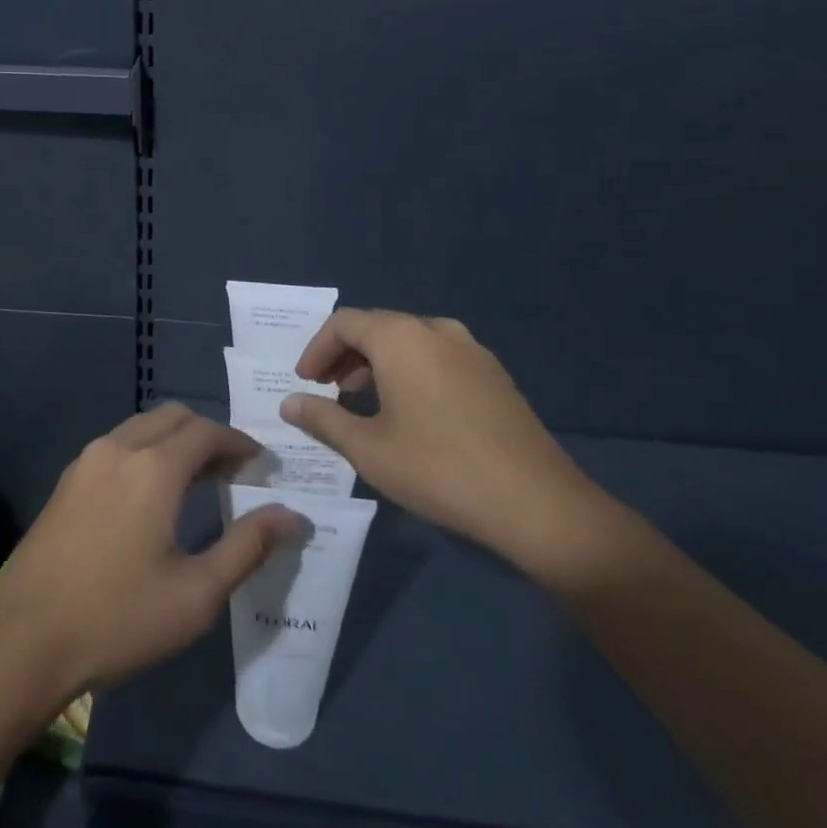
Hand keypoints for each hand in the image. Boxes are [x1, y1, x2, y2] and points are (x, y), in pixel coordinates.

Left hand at [0, 403, 300, 698]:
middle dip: (208, 435)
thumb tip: (292, 516)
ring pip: (141, 428)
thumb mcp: (196, 593)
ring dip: (174, 441)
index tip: (260, 463)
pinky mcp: (66, 480)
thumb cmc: (119, 618)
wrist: (24, 639)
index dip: (238, 441)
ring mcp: (86, 460)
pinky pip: (116, 446)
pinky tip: (150, 495)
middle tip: (232, 471)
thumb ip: (248, 546)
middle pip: (173, 418)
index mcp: (153, 467)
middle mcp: (119, 448)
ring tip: (196, 481)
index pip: (207, 431)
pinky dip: (145, 452)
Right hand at [282, 309, 610, 573]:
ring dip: (378, 363)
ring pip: (409, 341)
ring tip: (363, 400)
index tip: (305, 381)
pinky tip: (410, 411)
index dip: (317, 349)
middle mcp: (436, 330)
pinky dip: (410, 370)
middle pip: (378, 327)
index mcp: (401, 337)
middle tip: (328, 390)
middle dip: (345, 355)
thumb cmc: (439, 469)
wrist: (537, 504)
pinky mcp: (494, 373)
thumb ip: (323, 419)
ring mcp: (471, 350)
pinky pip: (438, 357)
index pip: (344, 323)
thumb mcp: (368, 449)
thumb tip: (289, 403)